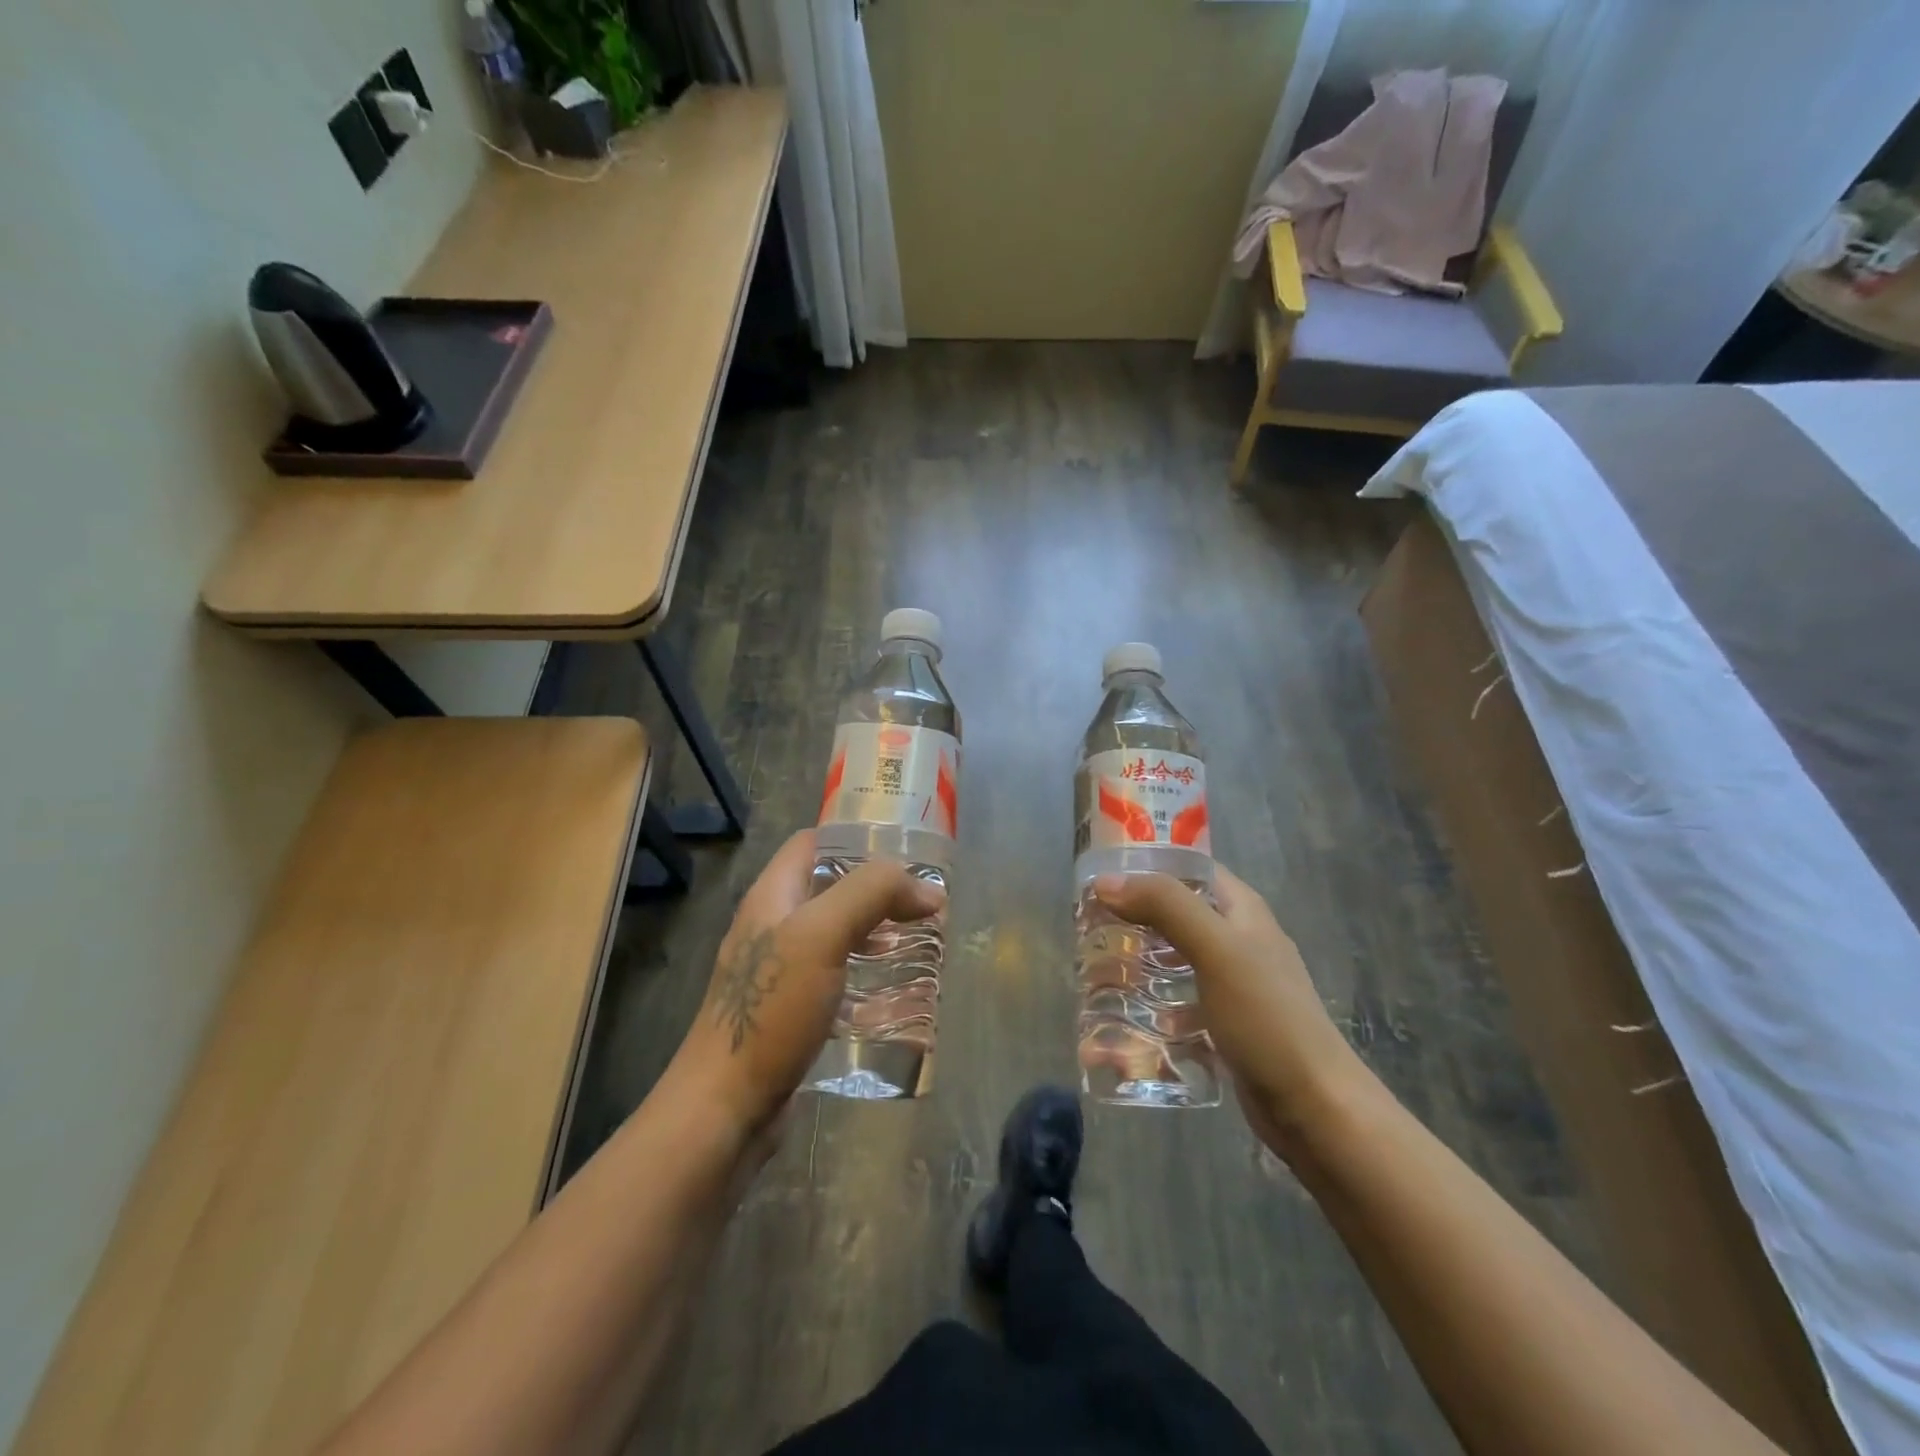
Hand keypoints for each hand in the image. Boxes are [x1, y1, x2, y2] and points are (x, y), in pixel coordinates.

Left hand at [669, 830, 943, 1139]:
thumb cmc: (772, 1009)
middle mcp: (773, 925)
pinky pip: (835, 974)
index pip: (812, 842)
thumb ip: (872, 894)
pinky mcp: (790, 1010)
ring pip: (835, 932)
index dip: (855, 837)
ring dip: (876, 931)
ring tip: (921, 940)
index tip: (905, 851)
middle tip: (924, 901)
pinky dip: (865, 971)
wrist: (726, 1106)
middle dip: (876, 889)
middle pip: (828, 887)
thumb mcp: (822, 934)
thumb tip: (928, 890)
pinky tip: (894, 989)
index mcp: (772, 896)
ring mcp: (779, 970)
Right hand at [1093, 865, 1365, 1157]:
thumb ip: (1165, 907)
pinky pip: (1181, 1004)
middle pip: (1177, 914)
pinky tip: (1126, 1021)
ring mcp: (1234, 985)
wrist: (1314, 1108)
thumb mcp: (1216, 949)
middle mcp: (1239, 940)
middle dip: (1134, 918)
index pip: (1190, 868)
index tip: (1100, 877)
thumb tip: (1106, 882)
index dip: (1147, 865)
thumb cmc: (1266, 1017)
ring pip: (1176, 960)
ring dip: (1140, 962)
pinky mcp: (1226, 1025)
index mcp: (1242, 911)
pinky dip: (1154, 1006)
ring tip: (1097, 971)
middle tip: (1089, 928)